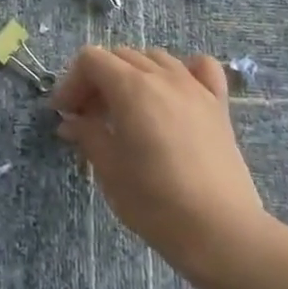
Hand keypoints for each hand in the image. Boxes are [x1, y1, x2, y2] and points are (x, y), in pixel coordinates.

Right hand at [52, 46, 276, 281]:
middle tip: (89, 118)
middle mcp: (163, 76)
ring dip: (132, 74)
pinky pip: (200, 69)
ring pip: (155, 58)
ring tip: (127, 110)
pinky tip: (173, 95)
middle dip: (97, 80)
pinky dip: (182, 71)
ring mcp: (195, 88)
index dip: (71, 82)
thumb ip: (87, 135)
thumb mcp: (109, 170)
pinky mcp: (219, 106)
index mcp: (131, 88)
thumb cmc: (156, 202)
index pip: (91, 59)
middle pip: (120, 55)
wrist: (222, 233)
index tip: (65, 113)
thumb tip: (71, 122)